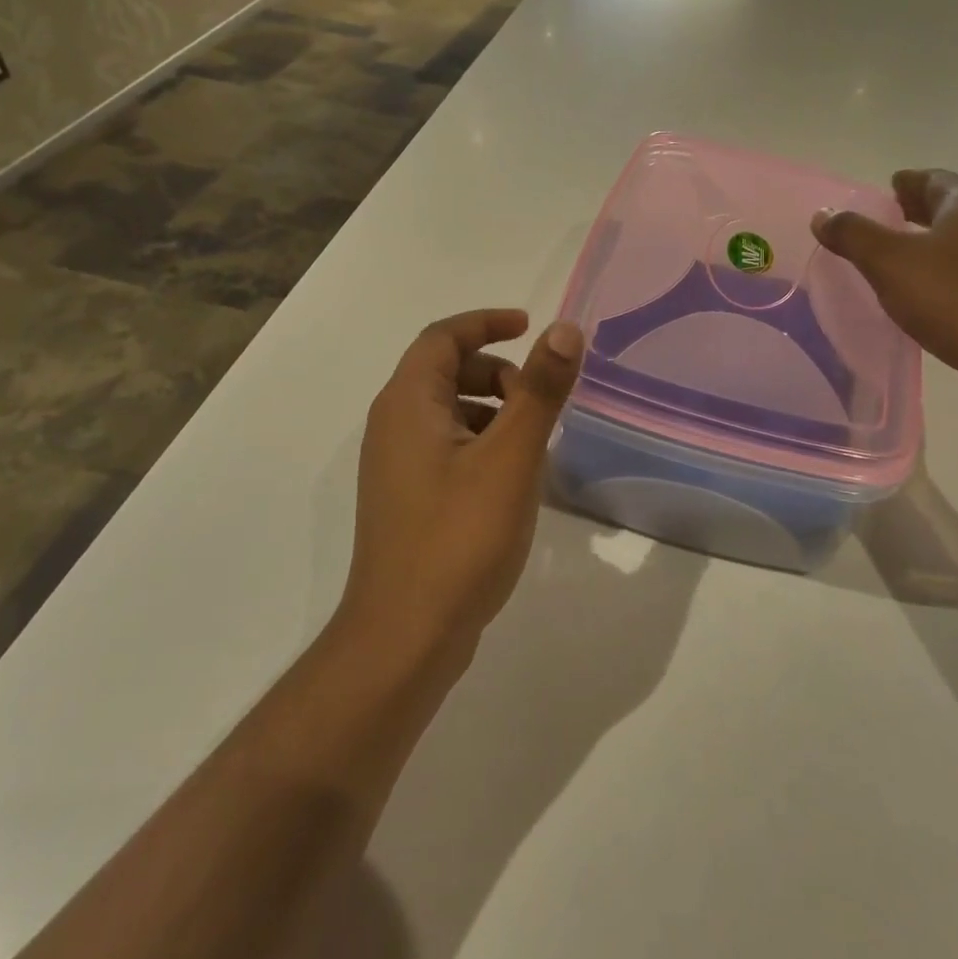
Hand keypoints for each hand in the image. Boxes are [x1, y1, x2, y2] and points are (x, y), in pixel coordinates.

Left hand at [347, 310, 583, 653]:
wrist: (405, 636)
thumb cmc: (459, 537)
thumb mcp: (511, 457)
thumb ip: (539, 390)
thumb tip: (565, 329)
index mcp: (408, 403)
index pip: (443, 337)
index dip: (486, 323)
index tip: (529, 326)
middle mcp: (392, 425)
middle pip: (444, 371)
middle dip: (496, 372)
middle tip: (539, 399)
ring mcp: (395, 466)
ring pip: (447, 412)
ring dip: (491, 409)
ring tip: (533, 443)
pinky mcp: (406, 499)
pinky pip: (445, 447)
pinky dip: (480, 443)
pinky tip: (511, 481)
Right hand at [812, 170, 957, 422]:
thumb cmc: (954, 298)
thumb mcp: (889, 261)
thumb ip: (853, 235)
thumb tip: (823, 215)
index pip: (935, 179)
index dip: (909, 182)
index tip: (887, 187)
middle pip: (951, 209)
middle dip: (919, 211)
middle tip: (887, 218)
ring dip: (931, 244)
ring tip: (896, 257)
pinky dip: (941, 275)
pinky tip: (920, 294)